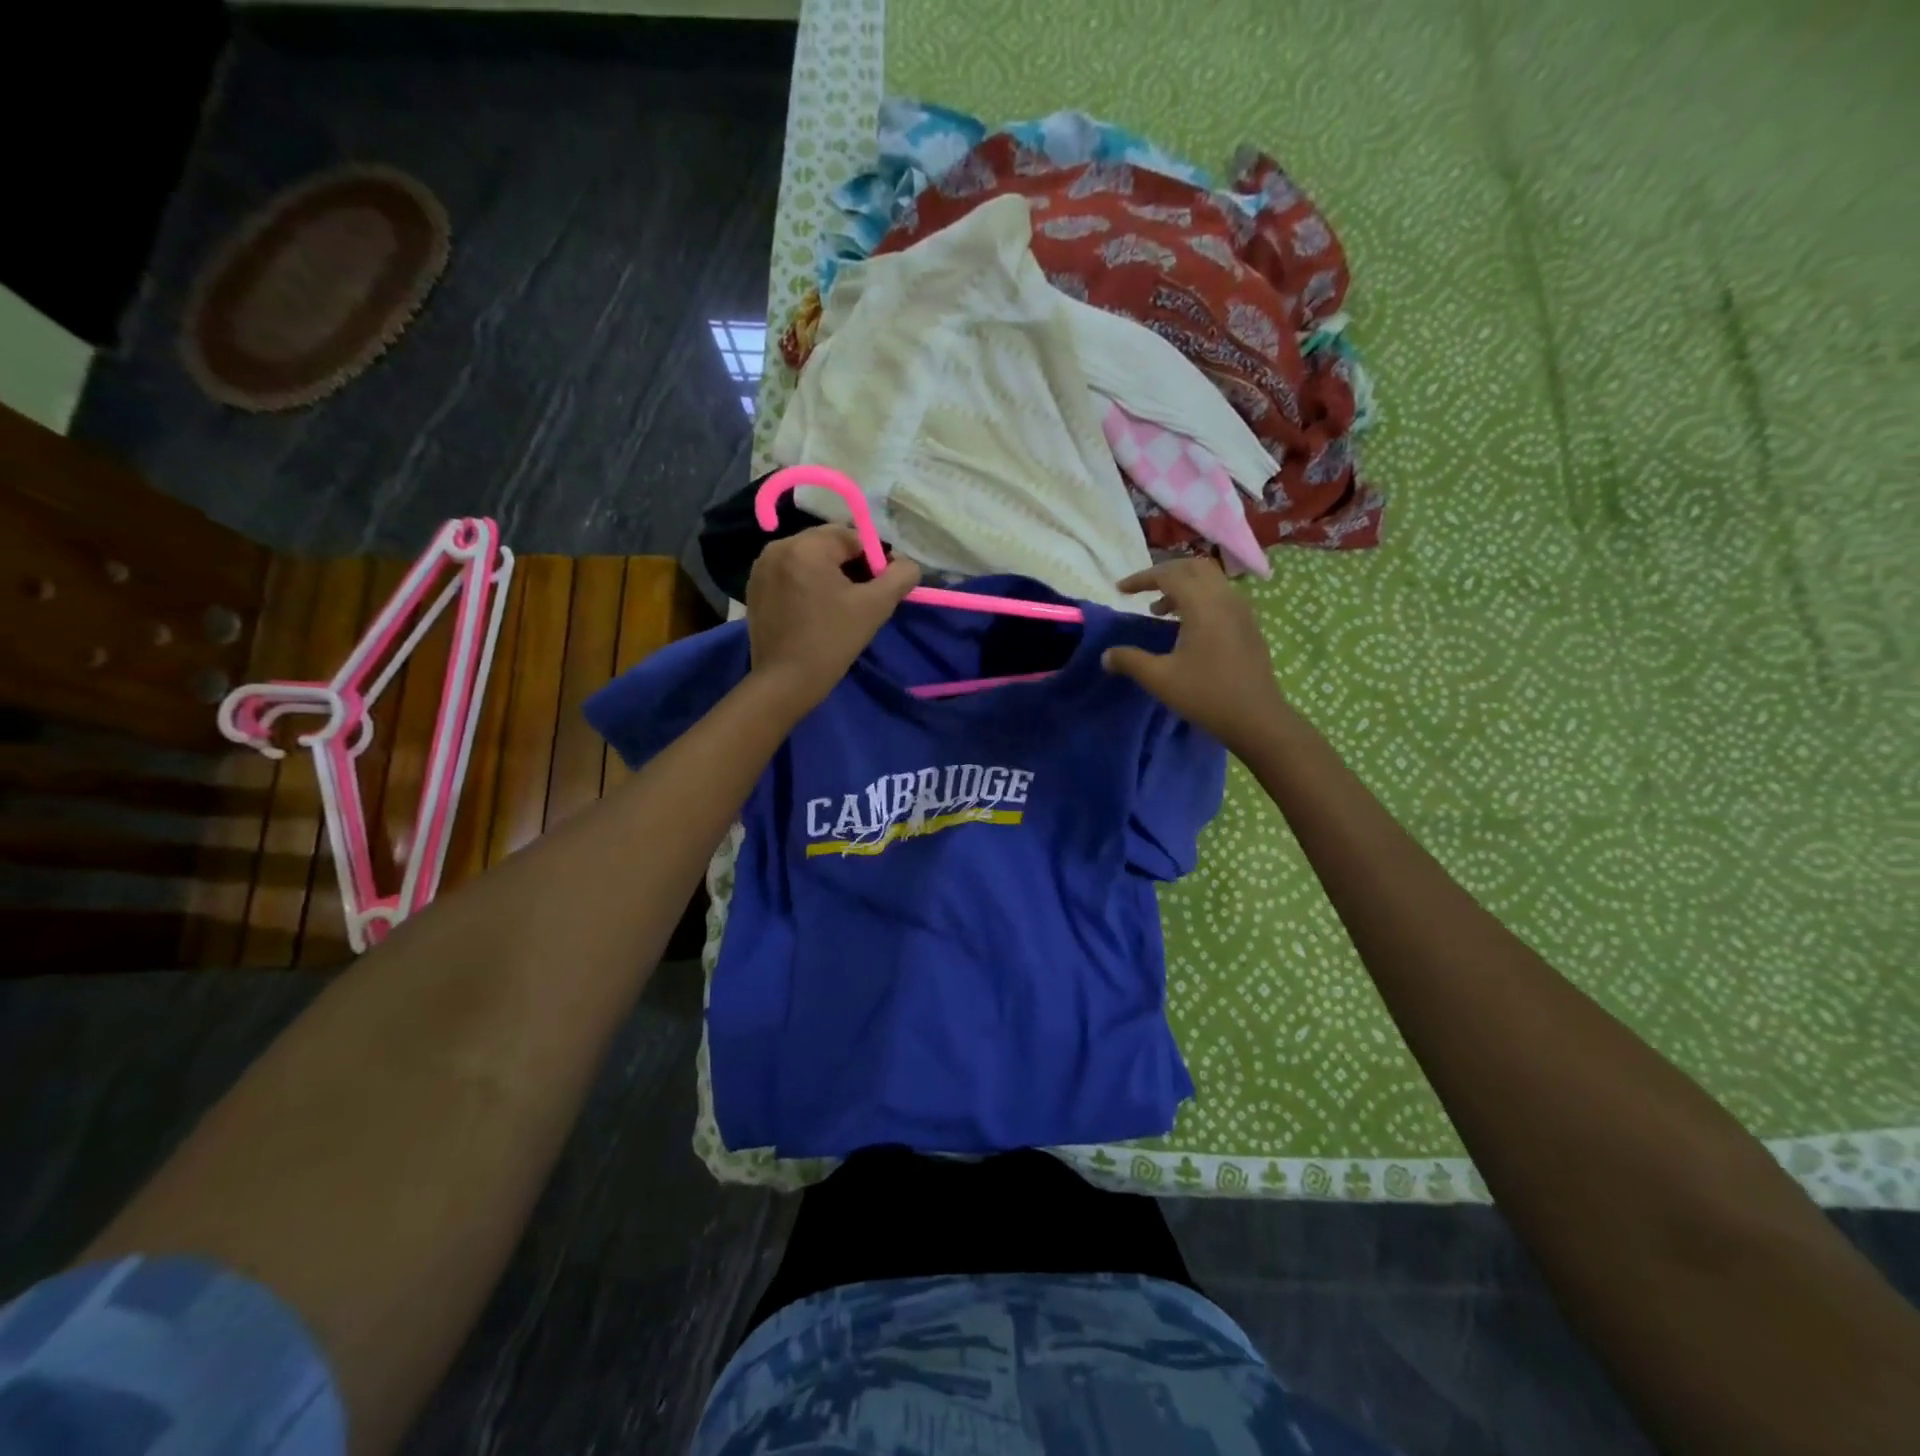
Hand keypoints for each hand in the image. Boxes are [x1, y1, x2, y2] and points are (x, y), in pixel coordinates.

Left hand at [745, 526, 920, 709]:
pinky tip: (815, 612)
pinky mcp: (754, 588)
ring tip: (839, 607)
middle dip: (850, 566)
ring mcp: (762, 567)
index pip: (852, 536)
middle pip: (828, 544)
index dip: (873, 560)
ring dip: (829, 575)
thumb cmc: (832, 641)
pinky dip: (807, 584)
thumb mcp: (875, 607)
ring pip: (809, 559)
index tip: (879, 590)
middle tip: (862, 600)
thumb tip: (907, 564)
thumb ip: (900, 577)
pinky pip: (790, 574)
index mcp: (806, 546)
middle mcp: (778, 547)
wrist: (785, 682)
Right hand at [1101, 559, 1289, 753]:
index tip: (1120, 590)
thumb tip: (1106, 655)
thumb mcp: (1160, 679)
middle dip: (1165, 573)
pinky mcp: (1249, 625)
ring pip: (1210, 581)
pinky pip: (1221, 596)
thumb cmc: (1207, 695)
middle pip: (1193, 567)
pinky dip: (1199, 599)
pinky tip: (1187, 626)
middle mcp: (1225, 598)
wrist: (1257, 718)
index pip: (1169, 575)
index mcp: (1203, 605)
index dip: (1141, 579)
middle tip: (1142, 591)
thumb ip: (1130, 661)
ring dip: (1183, 586)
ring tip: (1160, 611)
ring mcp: (1242, 611)